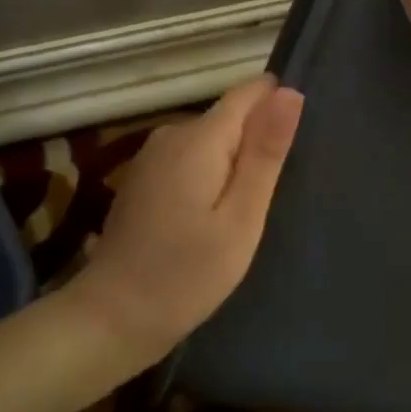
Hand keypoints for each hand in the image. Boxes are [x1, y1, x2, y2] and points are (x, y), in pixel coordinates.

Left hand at [72, 76, 303, 361]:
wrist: (111, 320)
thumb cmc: (186, 274)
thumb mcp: (242, 218)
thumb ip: (265, 152)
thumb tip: (290, 92)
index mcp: (200, 137)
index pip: (250, 91)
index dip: (279, 104)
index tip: (299, 142)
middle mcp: (173, 133)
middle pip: (231, 116)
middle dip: (258, 140)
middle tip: (278, 191)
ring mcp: (153, 155)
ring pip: (212, 138)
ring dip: (236, 161)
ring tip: (252, 206)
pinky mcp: (145, 177)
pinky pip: (192, 157)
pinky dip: (212, 174)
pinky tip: (217, 213)